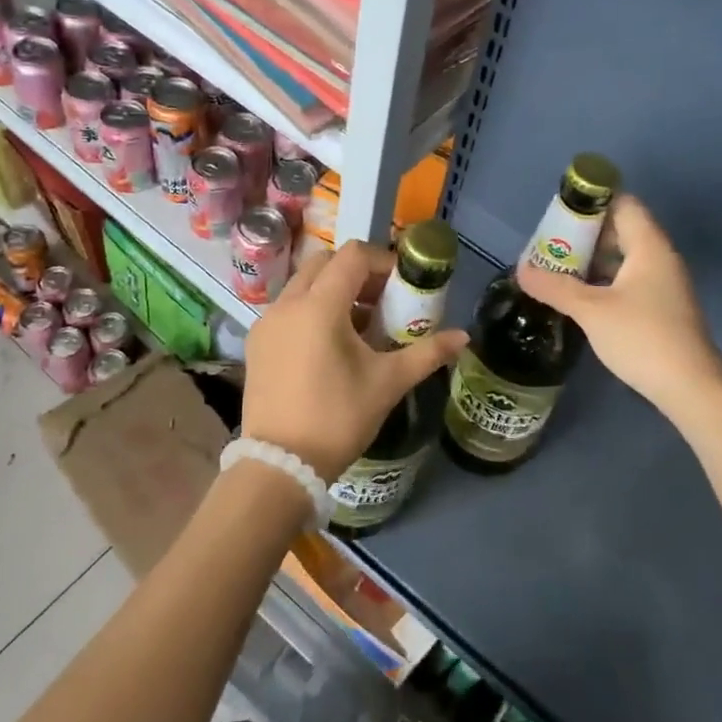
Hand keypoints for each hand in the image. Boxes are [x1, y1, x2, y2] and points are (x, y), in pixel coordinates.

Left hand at [242, 238, 469, 481]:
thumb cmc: (338, 418)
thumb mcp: (388, 383)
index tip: (402, 284)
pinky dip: (312, 310)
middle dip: (357, 273)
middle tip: (383, 301)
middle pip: (324, 263)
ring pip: (303, 285)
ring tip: (360, 325)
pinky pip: (288, 308)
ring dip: (333, 291)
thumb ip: (427, 353)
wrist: (281, 465)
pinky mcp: (257, 342)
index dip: (382, 261)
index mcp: (319, 306)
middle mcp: (287, 304)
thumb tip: (463, 336)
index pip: (352, 256)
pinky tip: (330, 345)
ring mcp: (267, 322)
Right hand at [516, 194, 721, 413]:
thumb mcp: (591, 311)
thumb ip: (555, 287)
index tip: (559, 213)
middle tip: (550, 245)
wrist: (691, 389)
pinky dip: (604, 280)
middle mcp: (660, 258)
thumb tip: (522, 269)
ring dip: (592, 260)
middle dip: (584, 234)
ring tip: (557, 269)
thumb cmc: (642, 338)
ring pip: (623, 257)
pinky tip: (580, 297)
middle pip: (621, 229)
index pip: (622, 203)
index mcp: (649, 246)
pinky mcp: (661, 307)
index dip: (591, 202)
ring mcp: (663, 284)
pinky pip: (628, 279)